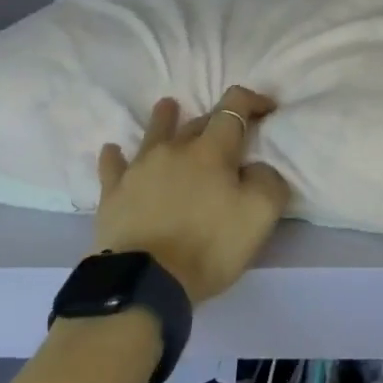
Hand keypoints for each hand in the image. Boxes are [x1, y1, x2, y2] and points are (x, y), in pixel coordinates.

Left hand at [93, 86, 290, 304]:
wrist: (144, 282)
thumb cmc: (208, 245)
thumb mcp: (260, 215)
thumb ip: (269, 181)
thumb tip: (258, 167)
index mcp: (212, 150)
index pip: (234, 107)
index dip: (253, 100)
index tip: (267, 108)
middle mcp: (175, 149)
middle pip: (198, 121)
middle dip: (216, 120)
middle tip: (227, 130)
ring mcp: (140, 169)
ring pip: (154, 133)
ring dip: (164, 118)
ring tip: (167, 106)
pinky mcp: (113, 193)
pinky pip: (113, 166)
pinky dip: (115, 156)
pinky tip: (112, 150)